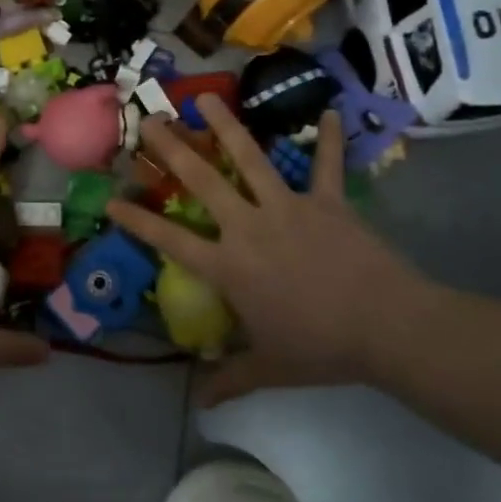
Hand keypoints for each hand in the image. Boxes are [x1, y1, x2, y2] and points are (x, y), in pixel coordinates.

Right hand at [106, 96, 443, 404]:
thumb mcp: (270, 367)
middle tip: (149, 120)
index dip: (137, 220)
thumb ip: (232, 378)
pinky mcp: (327, 202)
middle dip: (171, 148)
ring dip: (226, 127)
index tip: (112, 199)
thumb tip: (200, 403)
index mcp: (229, 266)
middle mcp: (249, 227)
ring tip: (206, 98)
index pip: (170, 239)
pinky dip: (330, 140)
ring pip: (250, 159)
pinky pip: (327, 166)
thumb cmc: (322, 348)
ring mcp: (289, 208)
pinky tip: (332, 113)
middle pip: (202, 181)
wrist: (388, 328)